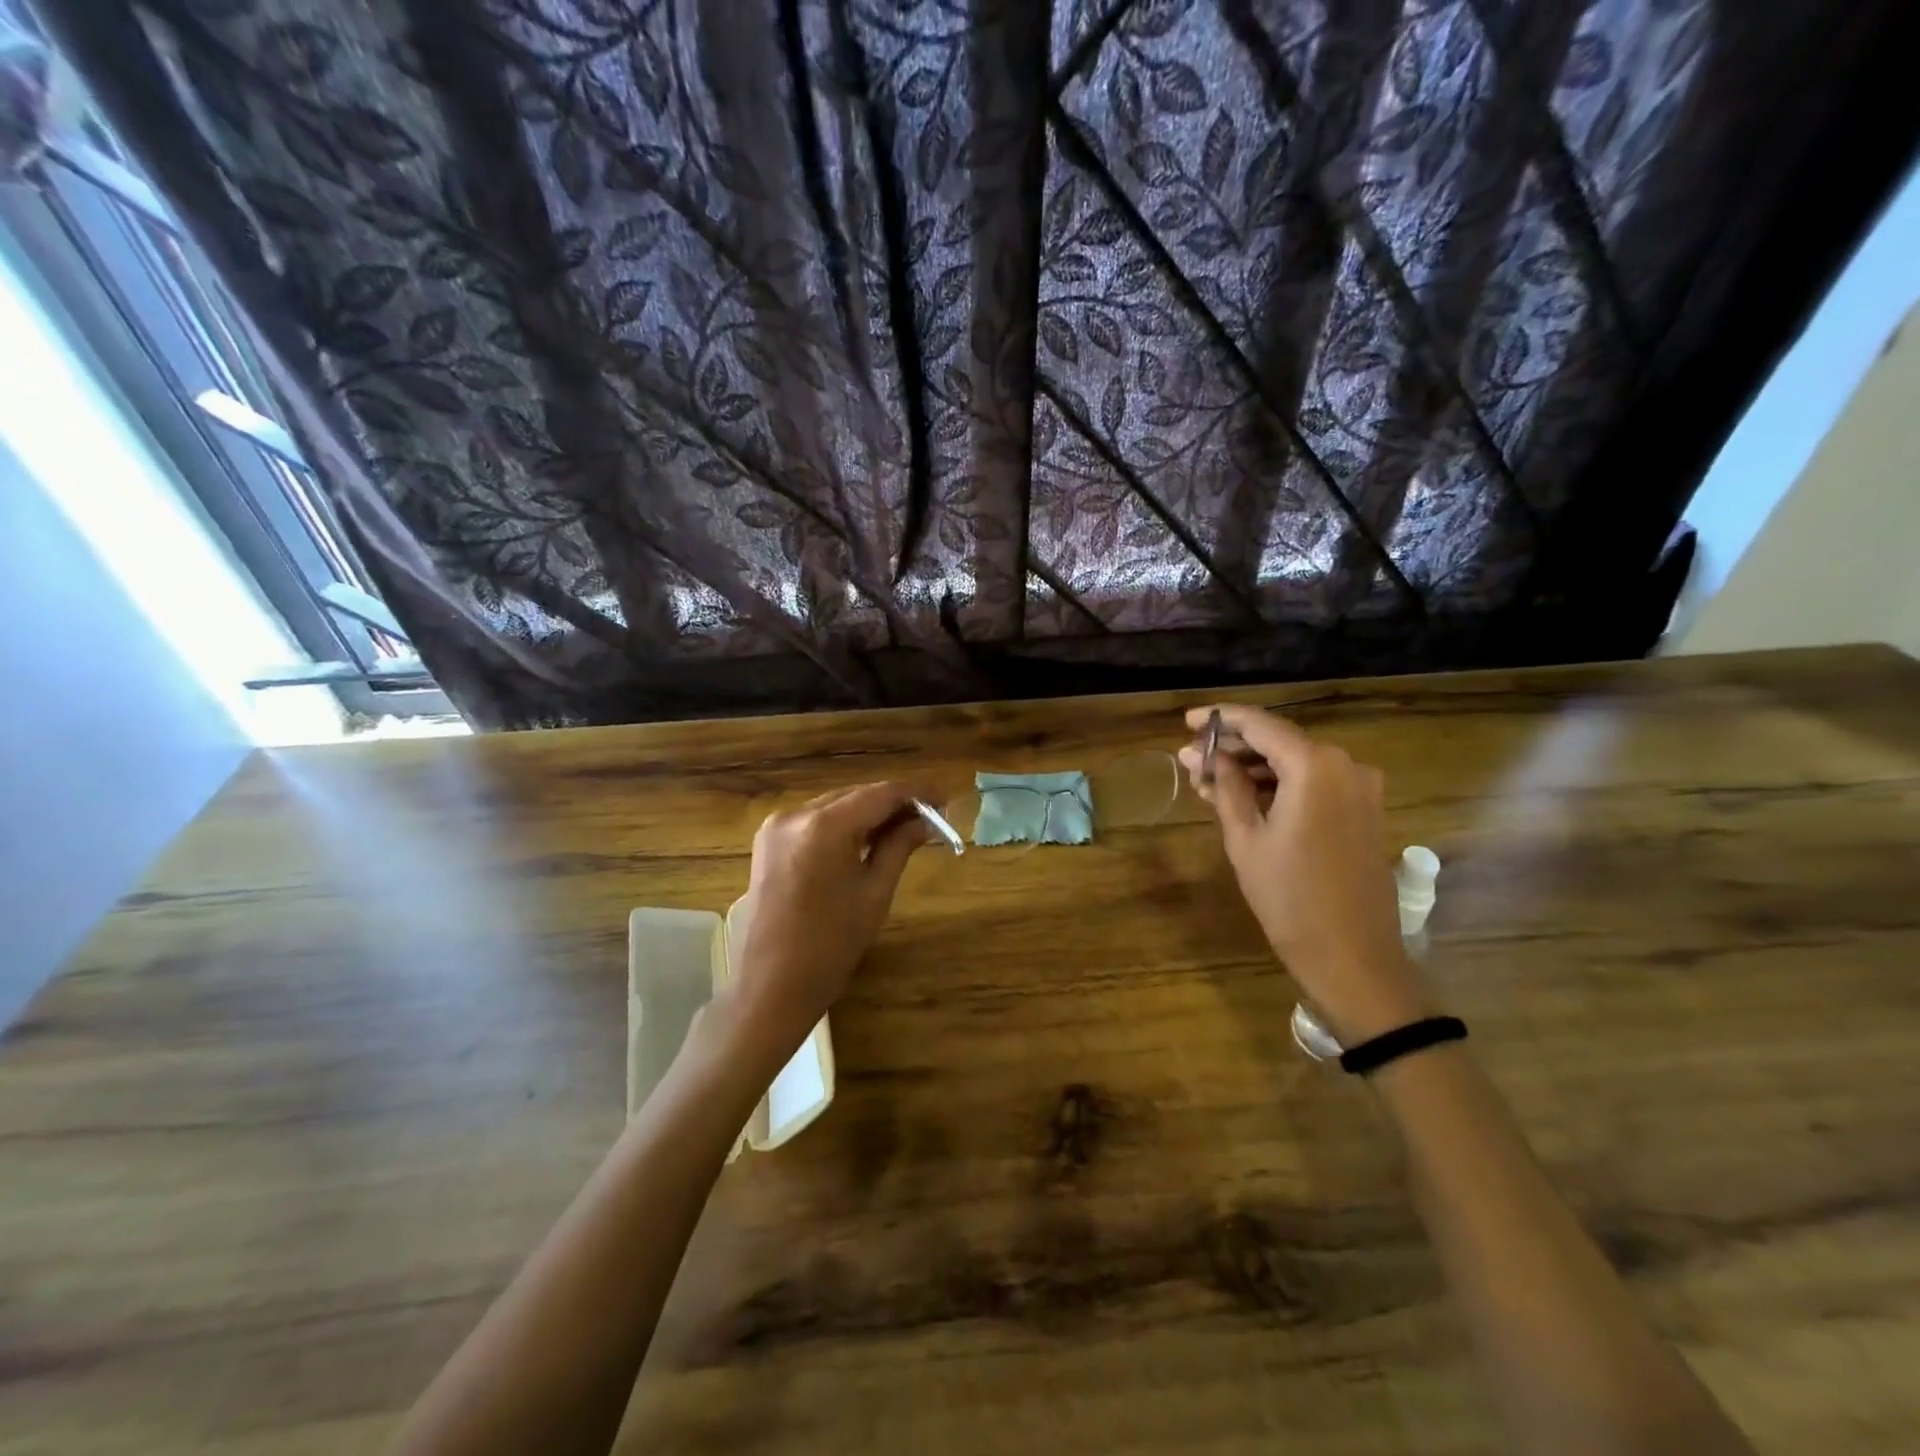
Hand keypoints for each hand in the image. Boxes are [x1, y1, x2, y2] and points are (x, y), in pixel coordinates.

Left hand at [717, 782, 929, 1064]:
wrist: (770, 987)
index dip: (916, 794)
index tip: (944, 801)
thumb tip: (925, 822)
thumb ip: (899, 847)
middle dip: (893, 804)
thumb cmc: (831, 946)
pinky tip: (865, 840)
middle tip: (929, 819)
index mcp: (824, 827)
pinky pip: (814, 821)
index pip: (880, 794)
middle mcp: (795, 814)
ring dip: (868, 813)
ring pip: (834, 806)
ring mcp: (776, 827)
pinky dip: (842, 825)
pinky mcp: (767, 842)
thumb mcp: (874, 893)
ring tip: (902, 830)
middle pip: (855, 796)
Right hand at [1179, 705, 1429, 1044]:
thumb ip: (1227, 786)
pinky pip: (1314, 783)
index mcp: (1315, 766)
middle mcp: (1344, 765)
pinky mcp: (1363, 810)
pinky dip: (1279, 785)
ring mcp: (1360, 788)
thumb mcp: (1246, 839)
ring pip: (1295, 762)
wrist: (1352, 956)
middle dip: (1234, 747)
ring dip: (1253, 768)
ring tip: (1208, 782)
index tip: (1188, 722)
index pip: (1260, 724)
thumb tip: (1208, 756)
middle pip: (1279, 741)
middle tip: (1192, 758)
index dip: (1221, 719)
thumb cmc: (1289, 897)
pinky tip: (1244, 797)